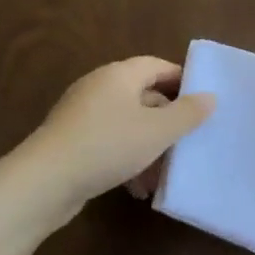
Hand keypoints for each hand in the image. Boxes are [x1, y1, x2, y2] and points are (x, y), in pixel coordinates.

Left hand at [12, 56, 214, 227]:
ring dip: (148, 147)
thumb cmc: (107, 146)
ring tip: (163, 175)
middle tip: (188, 142)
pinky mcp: (72, 141)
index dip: (182, 81)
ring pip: (127, 124)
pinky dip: (127, 159)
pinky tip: (137, 188)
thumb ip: (187, 113)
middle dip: (167, 121)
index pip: (158, 66)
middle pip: (143, 96)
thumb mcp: (156, 131)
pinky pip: (109, 143)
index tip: (203, 102)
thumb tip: (210, 96)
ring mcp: (82, 114)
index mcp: (120, 75)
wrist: (44, 182)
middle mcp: (100, 88)